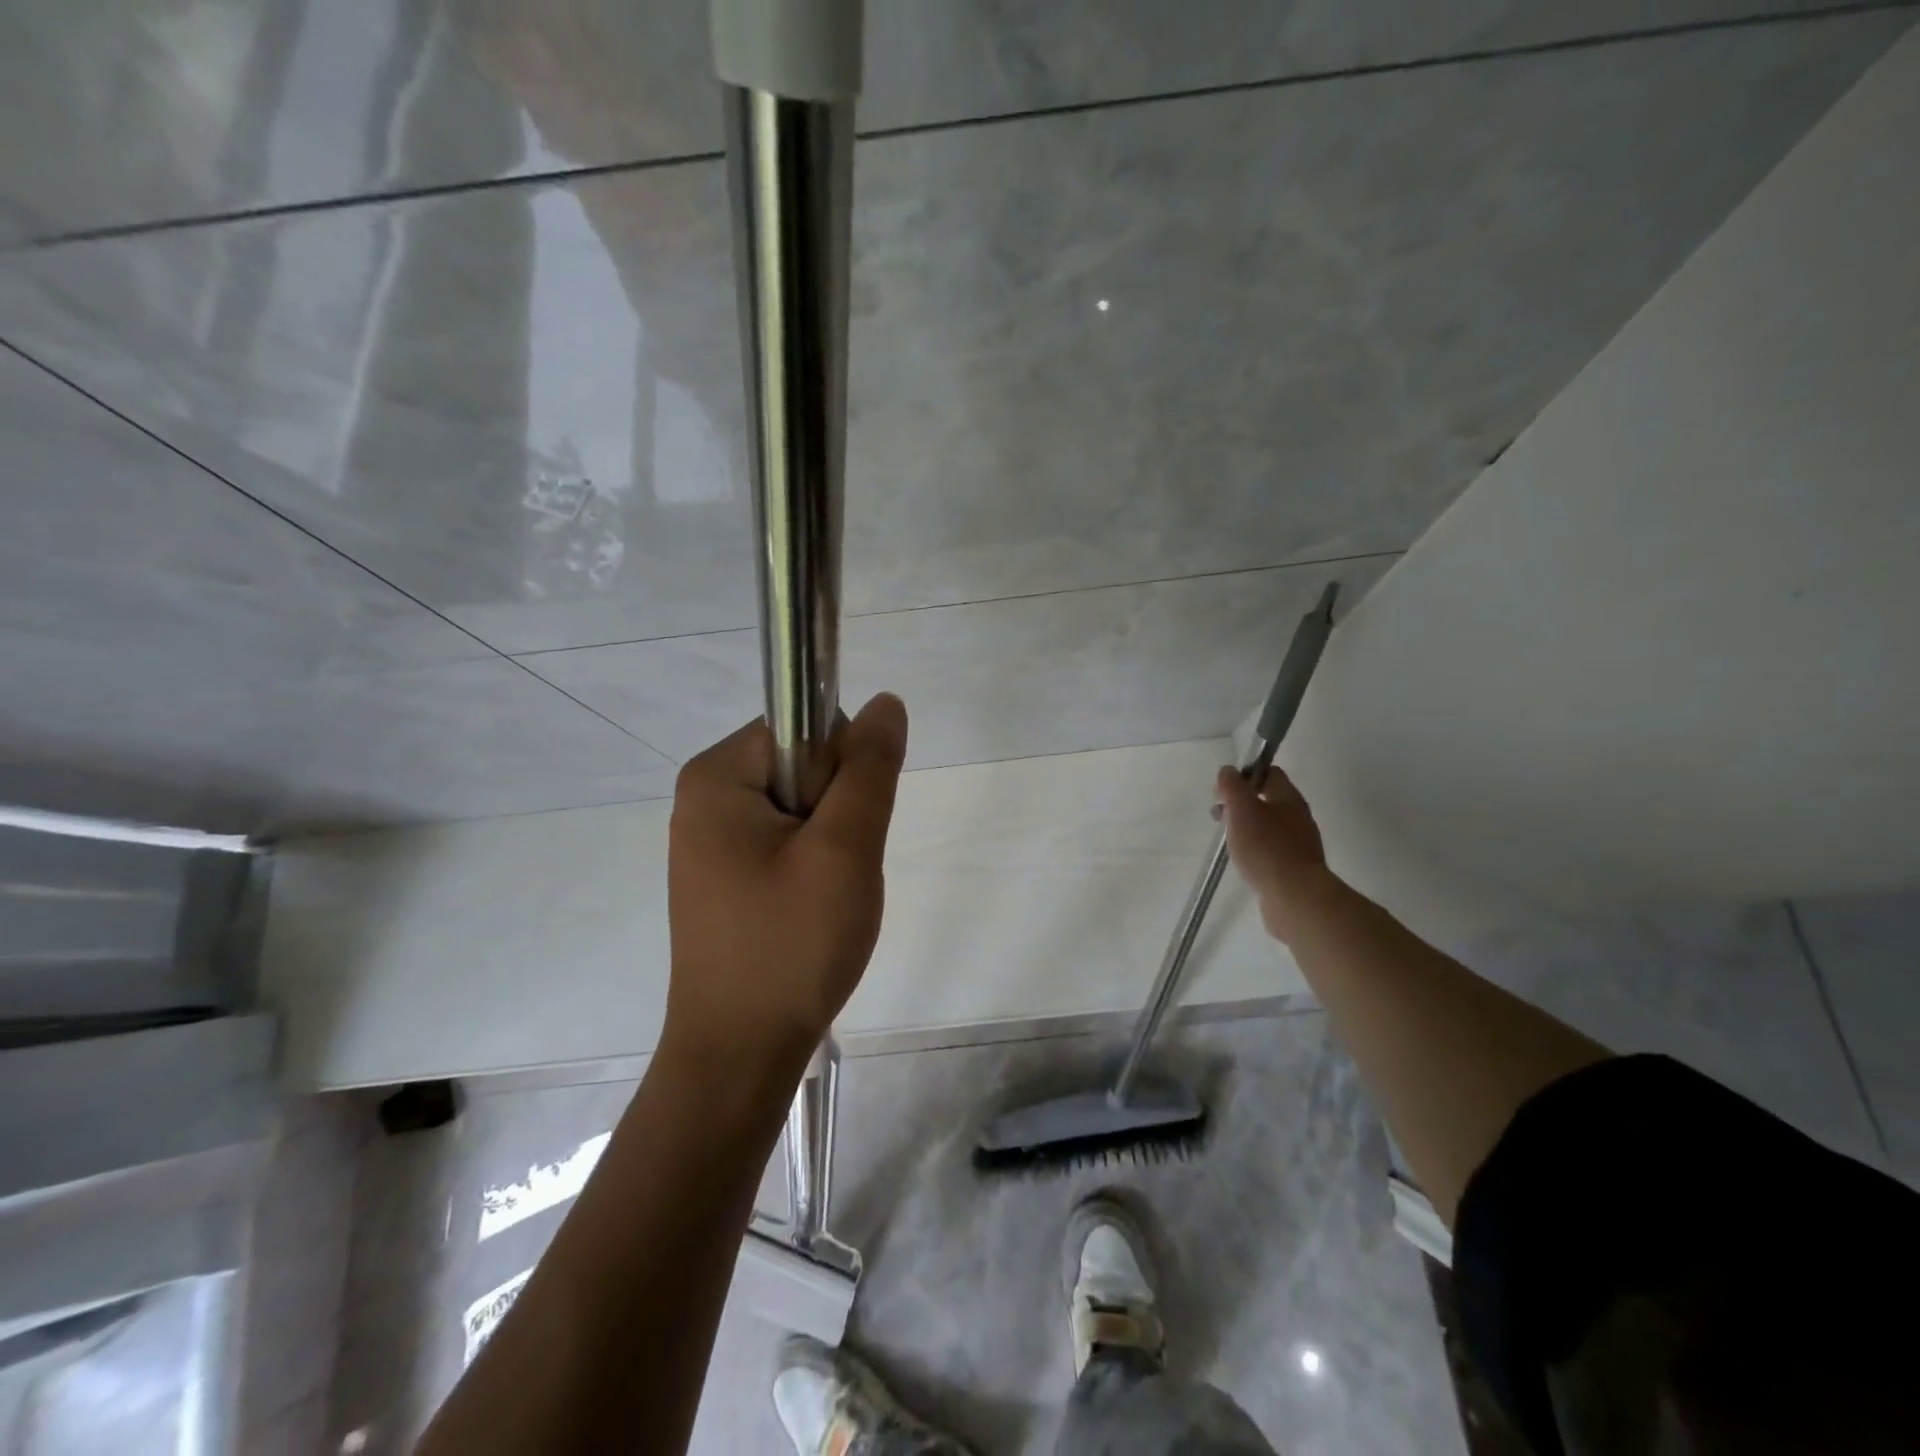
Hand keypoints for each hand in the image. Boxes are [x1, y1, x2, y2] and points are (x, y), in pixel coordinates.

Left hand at [665, 694, 908, 1072]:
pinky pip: (785, 840)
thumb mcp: (844, 849)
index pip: (805, 726)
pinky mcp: (723, 875)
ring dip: (830, 842)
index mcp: (717, 777)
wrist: (739, 1054)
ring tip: (823, 897)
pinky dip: (812, 865)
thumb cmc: (791, 944)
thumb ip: (869, 768)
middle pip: (802, 765)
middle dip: (837, 811)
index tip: (843, 830)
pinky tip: (809, 910)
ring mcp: (710, 840)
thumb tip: (886, 701)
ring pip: (801, 806)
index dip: (843, 769)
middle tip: (835, 872)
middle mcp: (703, 797)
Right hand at [1215, 766, 1340, 945]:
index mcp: (1289, 797)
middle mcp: (1298, 816)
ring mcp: (1300, 843)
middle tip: (1220, 817)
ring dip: (1246, 828)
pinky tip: (1244, 862)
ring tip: (1229, 842)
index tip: (1223, 792)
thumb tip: (1228, 772)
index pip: (1269, 773)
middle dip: (1241, 804)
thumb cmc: (1266, 847)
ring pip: (1268, 825)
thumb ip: (1232, 786)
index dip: (1244, 776)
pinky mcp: (1296, 867)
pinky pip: (1272, 849)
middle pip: (1267, 799)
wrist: (1296, 897)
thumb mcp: (1241, 809)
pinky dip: (1256, 850)